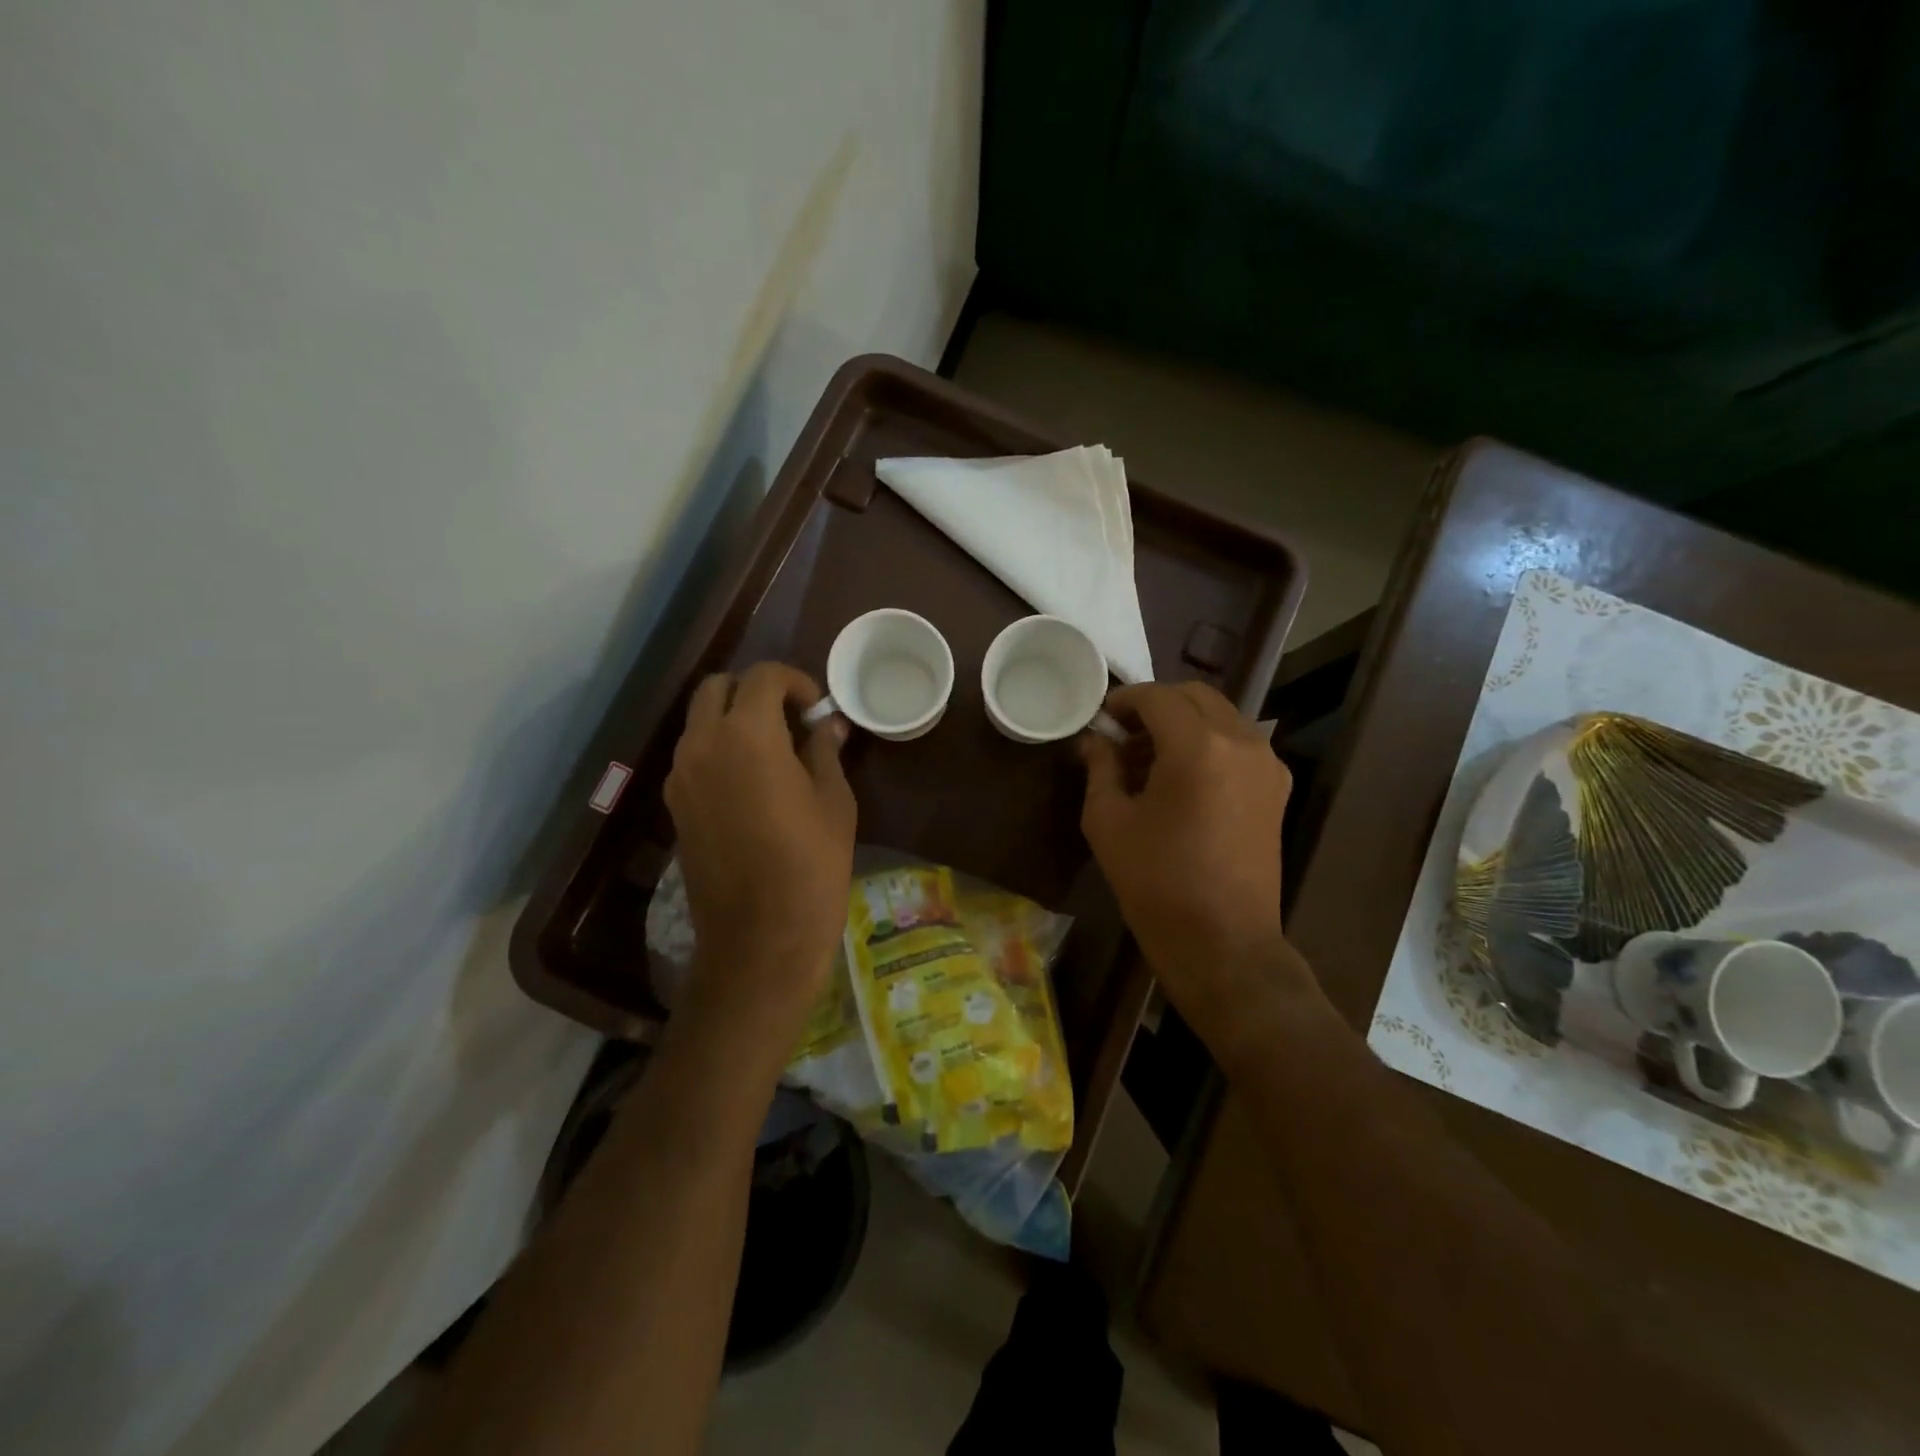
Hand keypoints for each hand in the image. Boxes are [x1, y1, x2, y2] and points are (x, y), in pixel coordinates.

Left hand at [665, 663, 856, 1031]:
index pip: (762, 677)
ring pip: (699, 721)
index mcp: (747, 735)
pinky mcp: (674, 806)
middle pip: (717, 688)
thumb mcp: (833, 801)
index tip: (816, 707)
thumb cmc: (811, 865)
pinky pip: (693, 756)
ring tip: (773, 751)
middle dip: (754, 691)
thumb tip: (828, 724)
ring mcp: (681, 776)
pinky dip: (718, 749)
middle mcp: (702, 745)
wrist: (760, 938)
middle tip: (789, 719)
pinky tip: (751, 782)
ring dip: (732, 719)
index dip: (794, 681)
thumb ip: (825, 751)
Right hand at [1079, 682, 1297, 1028]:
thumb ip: (1101, 767)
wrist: (1222, 943)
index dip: (1124, 699)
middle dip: (1156, 705)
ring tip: (1147, 758)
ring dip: (1183, 723)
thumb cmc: (1156, 883)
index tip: (1101, 717)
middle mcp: (1242, 742)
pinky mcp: (1276, 788)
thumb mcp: (1109, 821)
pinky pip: (1238, 744)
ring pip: (1220, 716)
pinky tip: (1179, 778)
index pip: (1158, 697)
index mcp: (1198, 746)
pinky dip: (1207, 743)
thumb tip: (1095, 740)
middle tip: (1123, 733)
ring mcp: (1267, 764)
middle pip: (1195, 697)